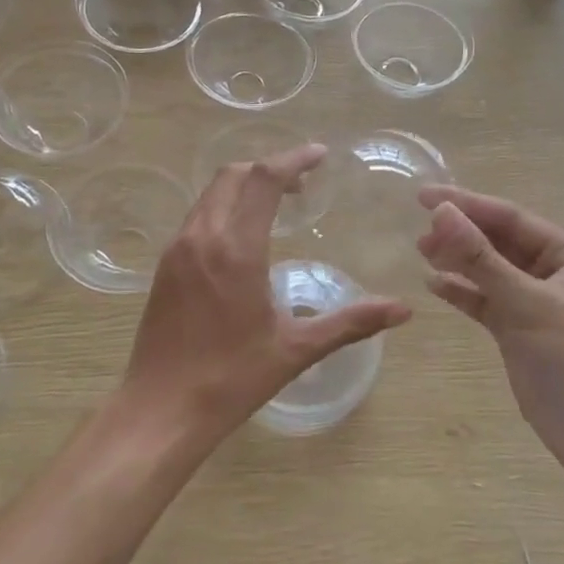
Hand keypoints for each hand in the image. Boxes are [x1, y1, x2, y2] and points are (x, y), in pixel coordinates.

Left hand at [122, 145, 410, 449]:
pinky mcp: (164, 266)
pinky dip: (222, 207)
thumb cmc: (232, 379)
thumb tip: (403, 310)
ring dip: (243, 186)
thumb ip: (351, 323)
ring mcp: (177, 249)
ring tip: (275, 206)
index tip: (319, 154)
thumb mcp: (296, 349)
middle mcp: (202, 236)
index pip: (264, 180)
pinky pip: (196, 217)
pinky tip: (241, 238)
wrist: (160, 409)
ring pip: (210, 194)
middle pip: (233, 175)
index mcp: (236, 249)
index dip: (293, 159)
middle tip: (301, 185)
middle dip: (268, 168)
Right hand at [415, 187, 563, 467]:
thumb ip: (482, 259)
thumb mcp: (531, 304)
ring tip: (421, 252)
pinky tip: (434, 285)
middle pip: (499, 242)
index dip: (468, 204)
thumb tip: (440, 212)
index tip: (425, 196)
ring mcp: (536, 305)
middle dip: (461, 233)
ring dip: (458, 261)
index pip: (512, 218)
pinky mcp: (519, 335)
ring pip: (489, 272)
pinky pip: (485, 303)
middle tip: (419, 232)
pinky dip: (462, 293)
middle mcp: (554, 274)